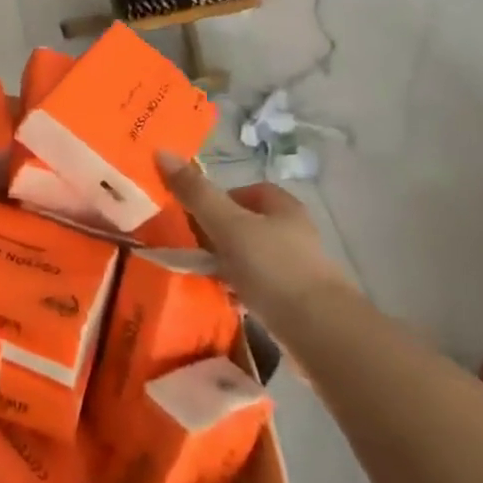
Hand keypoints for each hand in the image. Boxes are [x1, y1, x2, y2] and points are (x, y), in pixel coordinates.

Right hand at [154, 151, 357, 314]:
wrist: (320, 330)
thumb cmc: (273, 267)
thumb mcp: (227, 225)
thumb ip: (196, 193)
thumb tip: (162, 152)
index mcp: (284, 207)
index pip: (249, 190)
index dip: (221, 198)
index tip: (196, 215)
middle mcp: (295, 232)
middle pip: (250, 224)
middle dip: (221, 233)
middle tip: (195, 246)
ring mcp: (299, 268)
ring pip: (254, 256)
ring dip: (230, 262)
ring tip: (206, 275)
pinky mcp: (298, 300)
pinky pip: (261, 286)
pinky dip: (242, 289)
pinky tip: (228, 300)